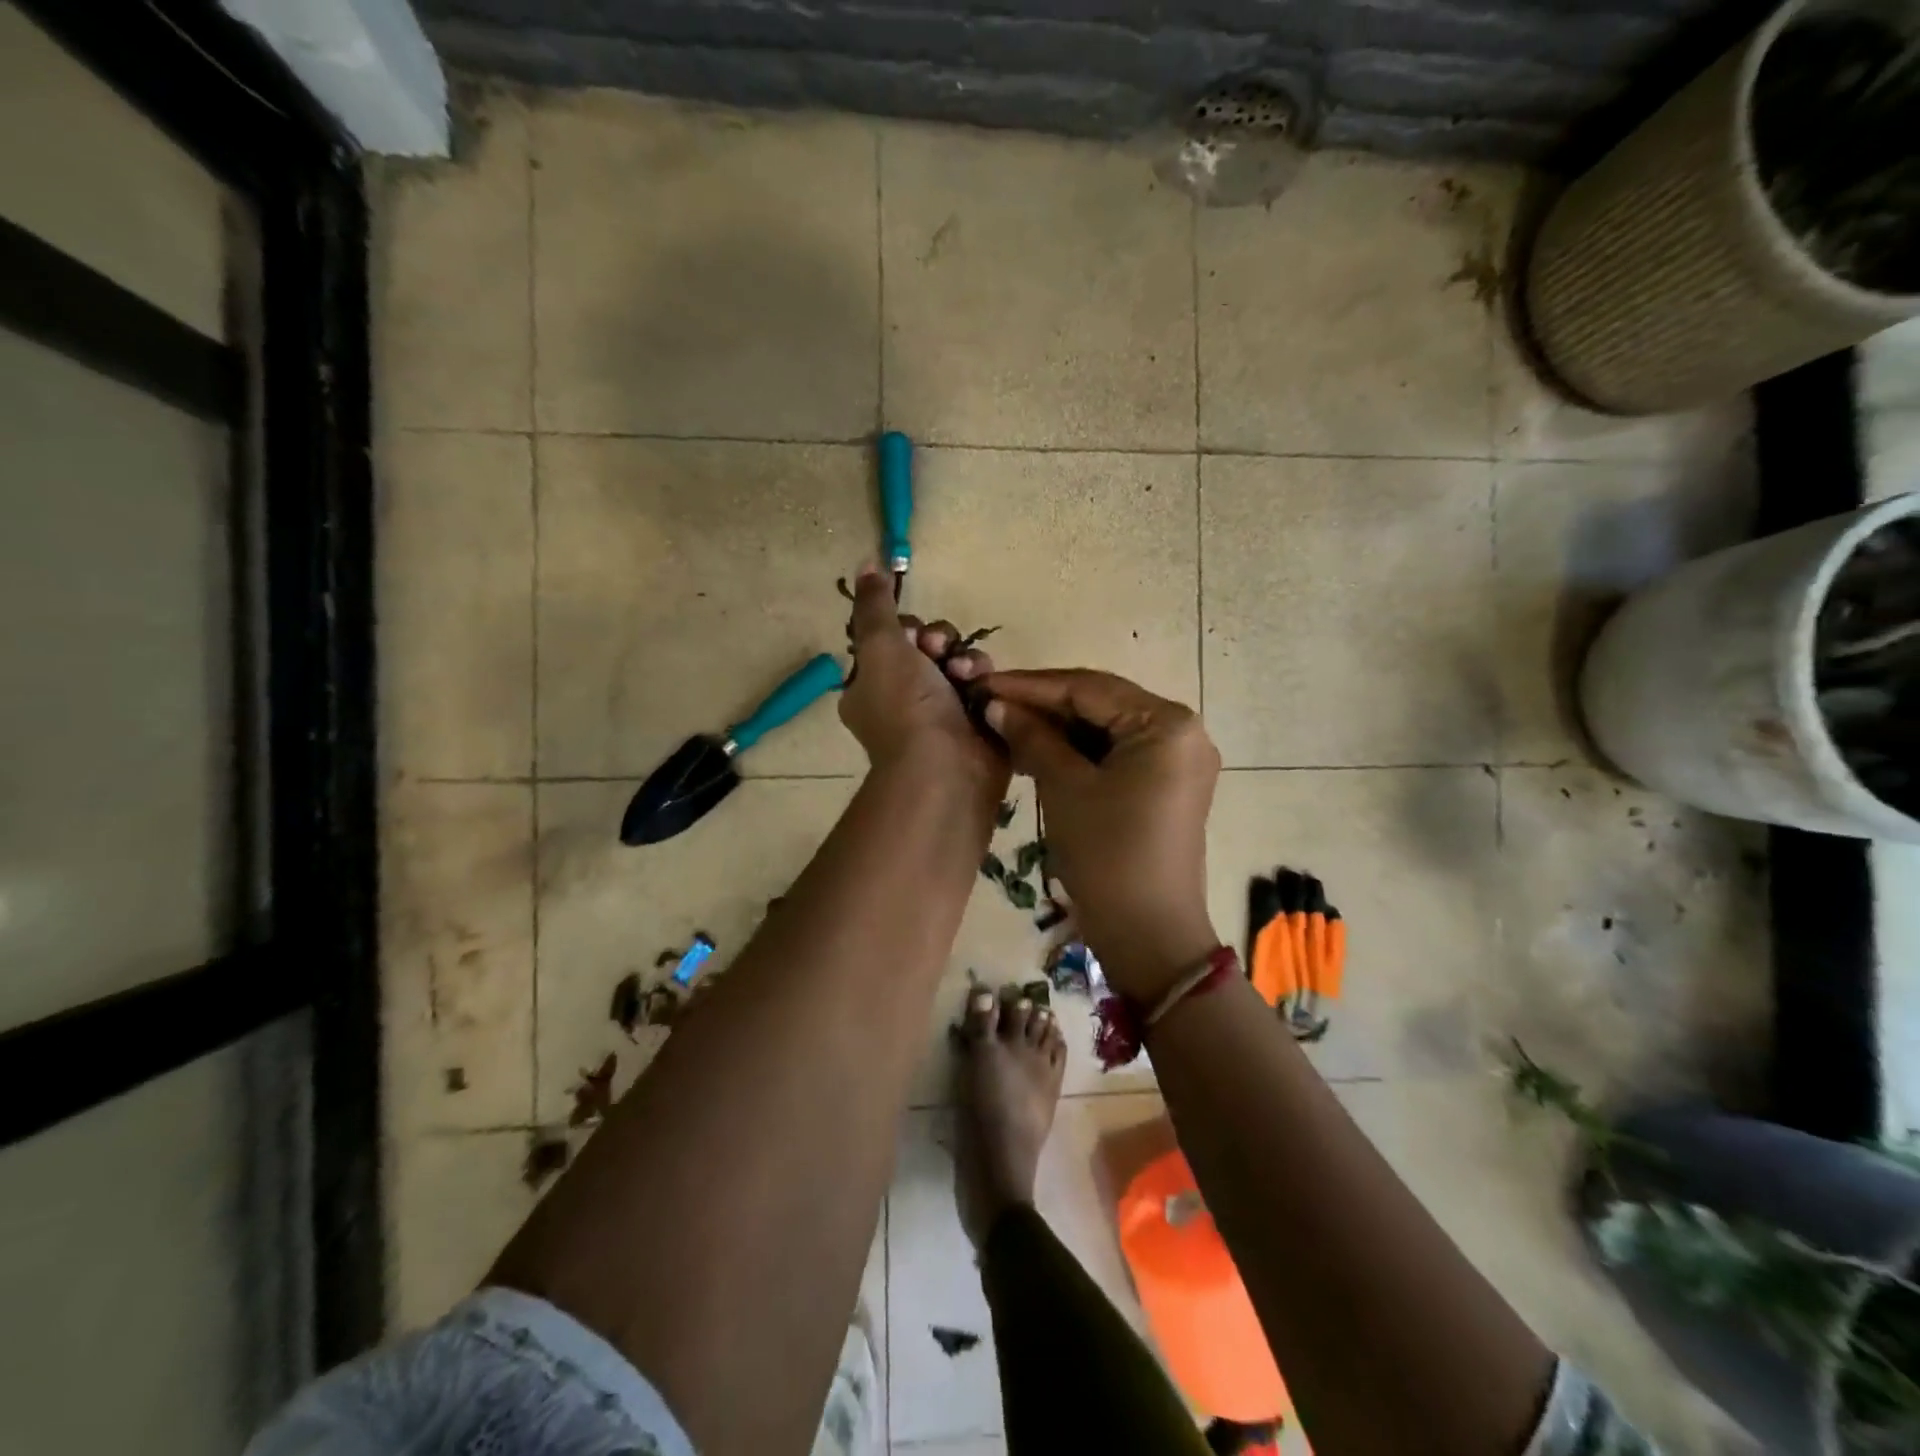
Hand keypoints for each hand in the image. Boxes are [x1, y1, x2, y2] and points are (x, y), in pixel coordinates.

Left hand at [840, 568, 1007, 793]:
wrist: (946, 768)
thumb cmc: (905, 706)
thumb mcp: (880, 646)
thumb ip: (874, 605)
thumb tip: (866, 565)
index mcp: (871, 687)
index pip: (892, 641)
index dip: (907, 629)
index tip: (913, 633)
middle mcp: (903, 701)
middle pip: (929, 648)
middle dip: (940, 642)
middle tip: (940, 650)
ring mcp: (941, 715)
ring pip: (959, 663)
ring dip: (966, 659)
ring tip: (966, 674)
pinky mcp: (976, 722)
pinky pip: (982, 686)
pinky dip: (984, 681)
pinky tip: (984, 688)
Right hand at [981, 669, 1220, 999]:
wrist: (1147, 933)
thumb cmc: (1107, 853)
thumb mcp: (1065, 787)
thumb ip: (1032, 736)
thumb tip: (997, 705)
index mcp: (1166, 723)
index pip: (1088, 688)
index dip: (1030, 686)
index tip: (983, 683)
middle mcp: (1182, 732)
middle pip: (1100, 704)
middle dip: (1043, 706)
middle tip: (991, 705)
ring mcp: (1177, 760)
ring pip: (1106, 729)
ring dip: (1058, 729)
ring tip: (1006, 727)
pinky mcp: (1167, 786)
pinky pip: (1116, 754)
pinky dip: (1078, 753)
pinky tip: (1038, 752)